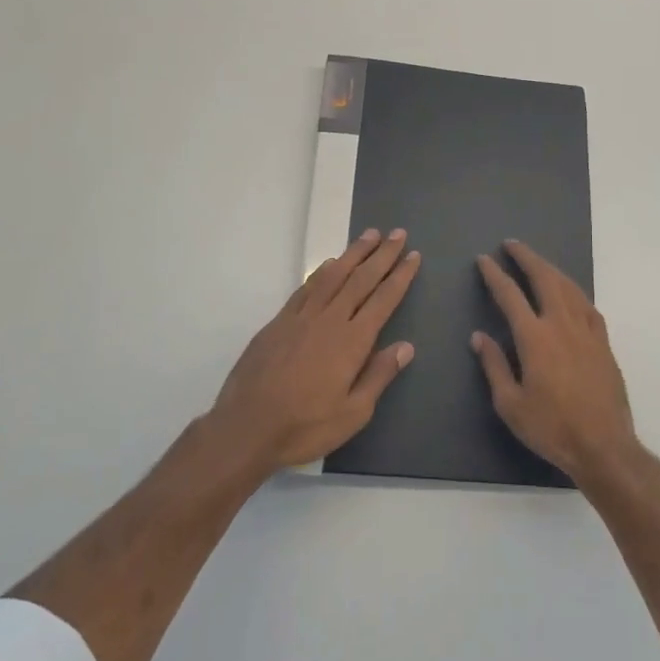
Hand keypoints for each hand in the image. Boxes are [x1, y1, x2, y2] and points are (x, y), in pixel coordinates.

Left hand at [208, 229, 420, 473]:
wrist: (246, 426)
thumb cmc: (305, 426)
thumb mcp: (353, 413)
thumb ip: (379, 375)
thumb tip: (405, 346)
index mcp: (352, 341)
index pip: (383, 300)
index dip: (400, 276)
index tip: (413, 256)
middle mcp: (329, 320)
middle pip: (361, 279)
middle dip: (382, 255)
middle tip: (398, 233)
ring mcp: (301, 317)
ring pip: (333, 276)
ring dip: (353, 254)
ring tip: (369, 235)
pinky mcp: (279, 322)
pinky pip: (306, 288)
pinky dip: (321, 272)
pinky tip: (330, 264)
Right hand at [472, 240, 638, 485]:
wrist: (604, 445)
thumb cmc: (551, 428)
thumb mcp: (510, 404)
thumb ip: (494, 365)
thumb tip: (479, 337)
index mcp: (535, 338)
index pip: (510, 295)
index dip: (495, 275)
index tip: (484, 260)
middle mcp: (562, 325)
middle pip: (544, 278)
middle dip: (527, 257)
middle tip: (512, 245)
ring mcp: (587, 331)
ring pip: (569, 287)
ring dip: (551, 269)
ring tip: (537, 261)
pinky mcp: (604, 343)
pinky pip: (588, 305)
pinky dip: (574, 291)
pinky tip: (570, 292)